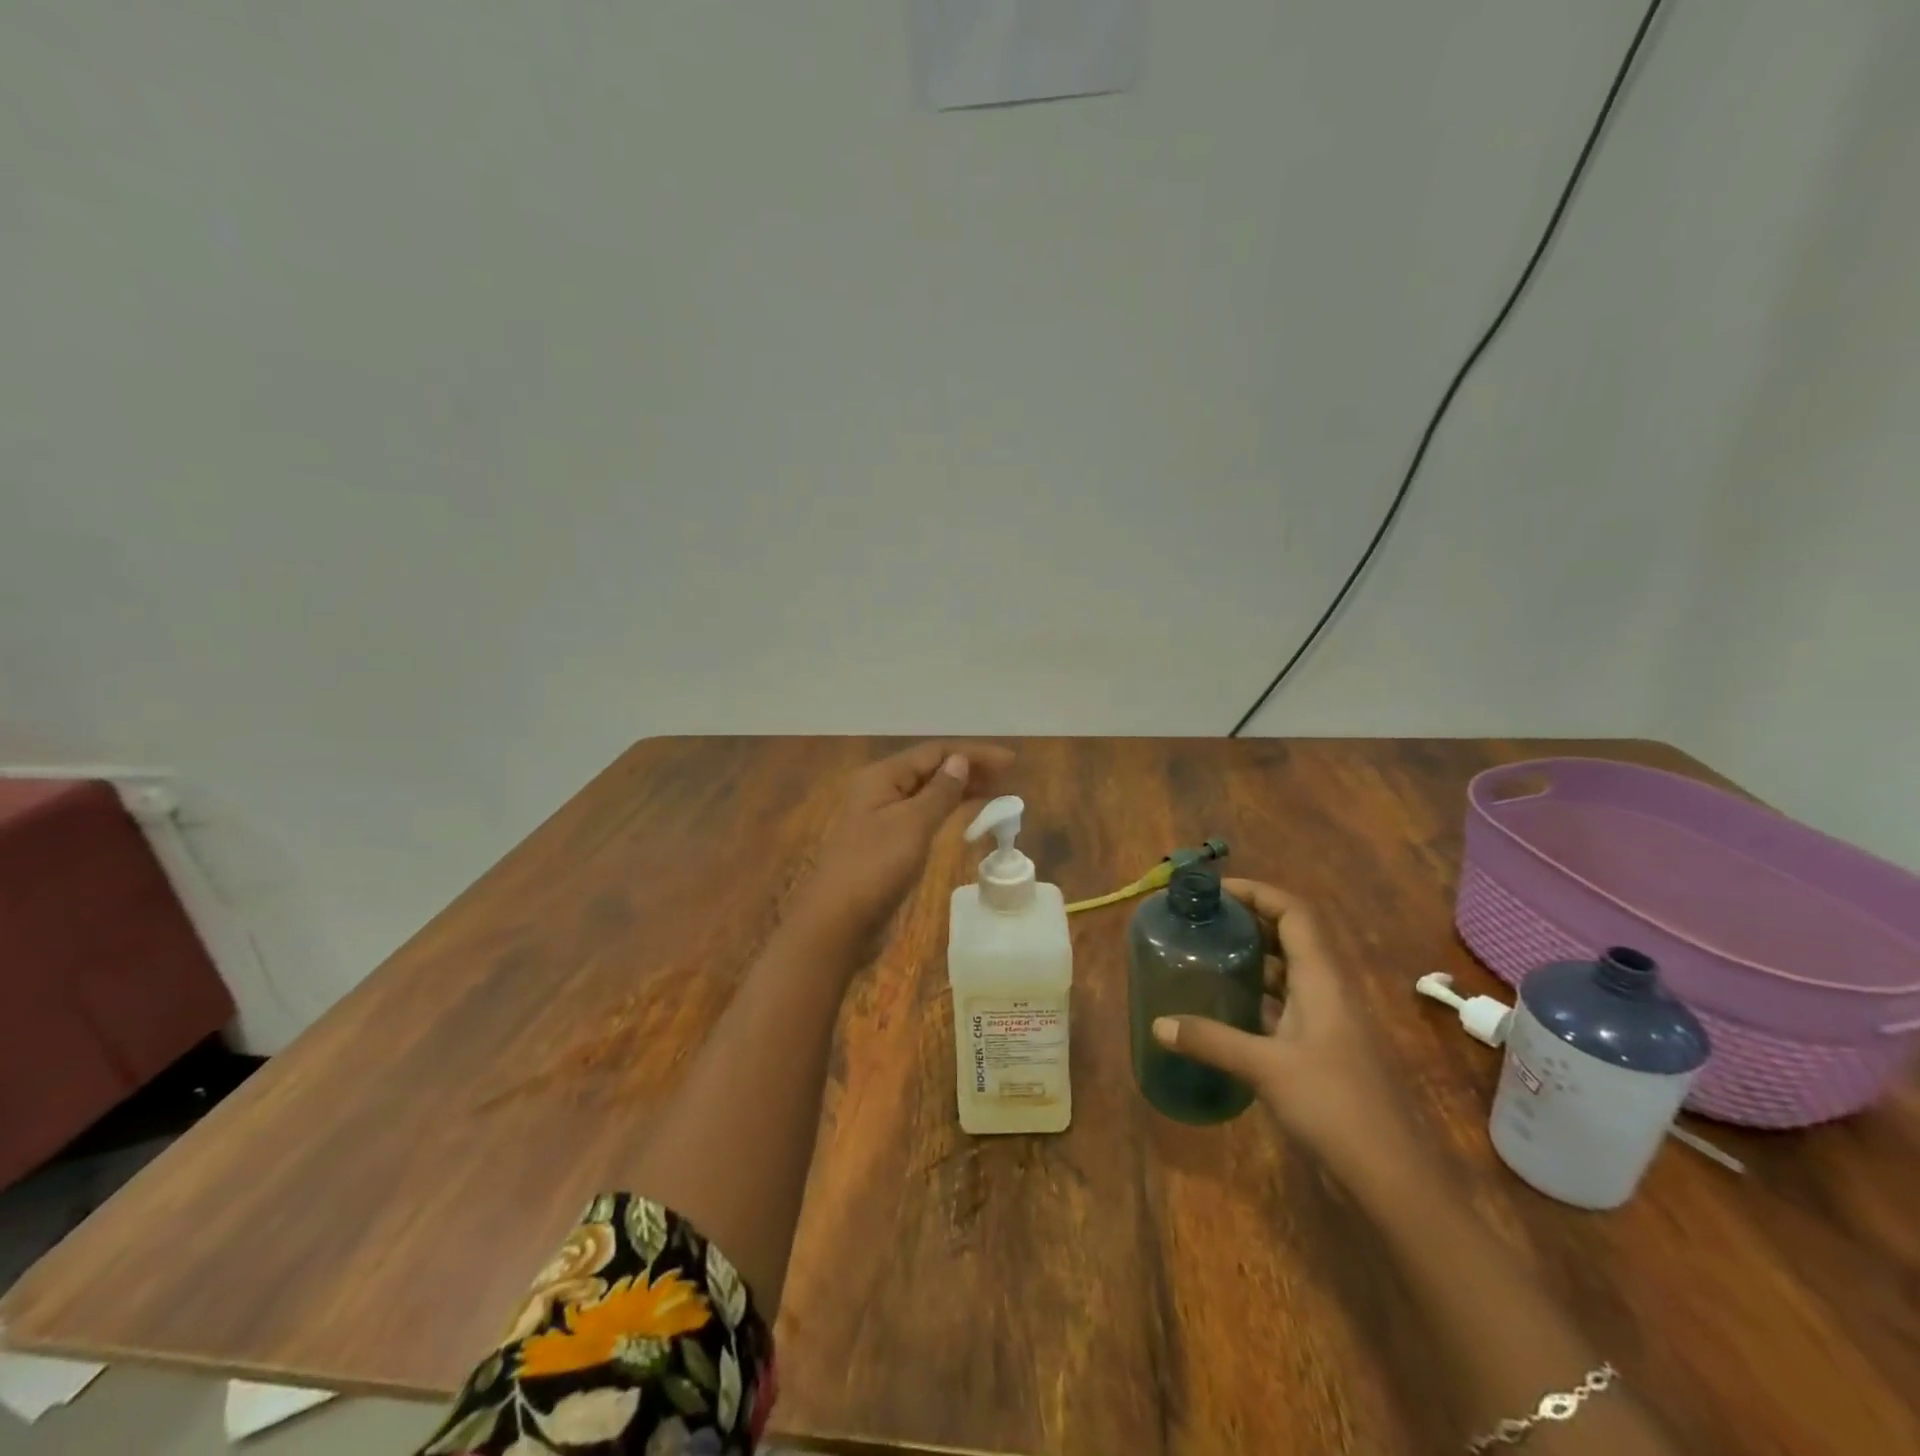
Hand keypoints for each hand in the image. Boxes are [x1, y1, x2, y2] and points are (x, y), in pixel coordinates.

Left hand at [788, 740, 1015, 952]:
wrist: (837, 922)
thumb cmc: (875, 867)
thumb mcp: (913, 824)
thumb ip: (939, 791)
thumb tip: (960, 760)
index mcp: (882, 777)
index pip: (934, 752)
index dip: (973, 753)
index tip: (1011, 762)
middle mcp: (880, 791)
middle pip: (930, 769)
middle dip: (969, 769)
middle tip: (1008, 776)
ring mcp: (882, 818)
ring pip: (927, 793)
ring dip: (960, 789)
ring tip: (996, 791)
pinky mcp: (887, 844)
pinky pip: (923, 816)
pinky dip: (946, 811)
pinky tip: (966, 816)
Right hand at [1150, 879, 1428, 1191]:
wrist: (1392, 1177)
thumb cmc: (1335, 1106)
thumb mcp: (1265, 1068)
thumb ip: (1210, 1040)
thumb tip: (1157, 1024)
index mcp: (1322, 979)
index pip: (1293, 912)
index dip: (1257, 892)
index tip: (1214, 891)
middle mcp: (1327, 990)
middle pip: (1290, 935)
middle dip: (1248, 920)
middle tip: (1202, 919)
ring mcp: (1327, 1021)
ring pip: (1287, 970)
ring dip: (1251, 956)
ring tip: (1205, 952)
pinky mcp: (1321, 1049)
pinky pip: (1284, 1003)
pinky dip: (1256, 994)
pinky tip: (1224, 1004)